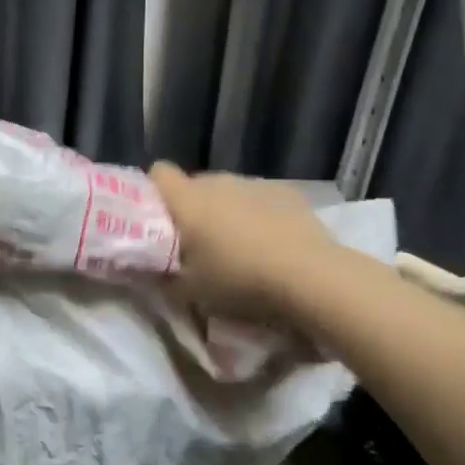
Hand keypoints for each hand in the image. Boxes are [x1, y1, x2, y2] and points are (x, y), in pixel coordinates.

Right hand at [149, 163, 339, 319]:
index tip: (159, 218)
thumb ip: (165, 277)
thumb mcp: (189, 292)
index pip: (159, 173)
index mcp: (188, 199)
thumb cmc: (239, 281)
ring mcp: (255, 184)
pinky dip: (259, 216)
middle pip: (195, 185)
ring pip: (229, 193)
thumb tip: (154, 270)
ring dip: (227, 213)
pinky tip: (273, 244)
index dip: (155, 191)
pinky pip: (260, 199)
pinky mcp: (288, 192)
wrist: (310, 278)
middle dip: (193, 209)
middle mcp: (218, 181)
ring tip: (240, 248)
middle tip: (199, 245)